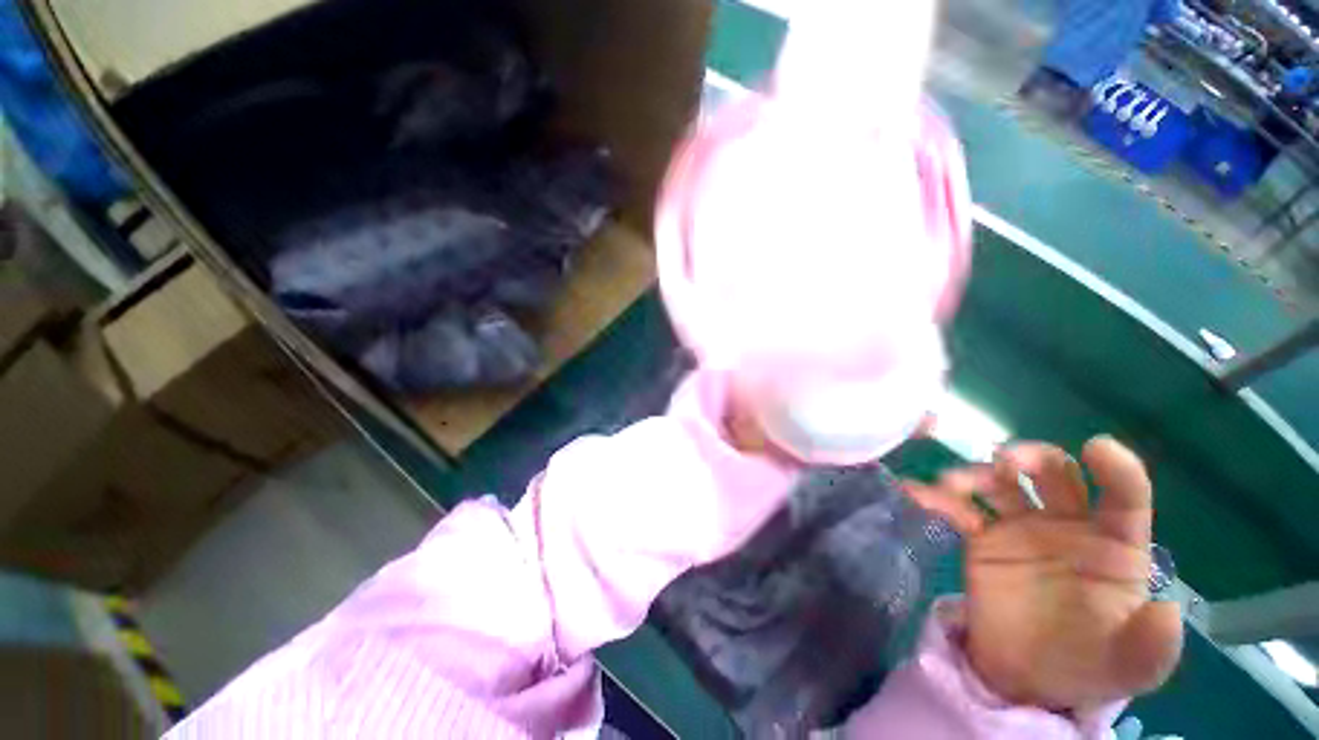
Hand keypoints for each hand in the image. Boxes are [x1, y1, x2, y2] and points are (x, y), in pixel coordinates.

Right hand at [906, 436, 1183, 713]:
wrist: (1028, 678)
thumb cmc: (1092, 664)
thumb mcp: (1133, 667)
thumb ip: (1154, 643)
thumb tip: (1167, 606)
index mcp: (1115, 545)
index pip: (1124, 497)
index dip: (1116, 469)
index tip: (1097, 448)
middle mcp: (1068, 525)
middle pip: (1053, 473)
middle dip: (1030, 456)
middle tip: (1004, 460)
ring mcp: (1021, 529)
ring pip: (1000, 484)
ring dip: (976, 474)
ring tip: (951, 483)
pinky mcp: (982, 540)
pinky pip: (959, 510)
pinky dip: (937, 498)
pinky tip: (915, 492)